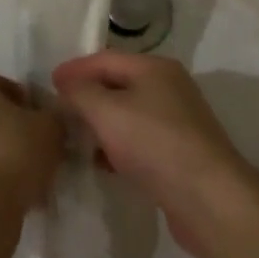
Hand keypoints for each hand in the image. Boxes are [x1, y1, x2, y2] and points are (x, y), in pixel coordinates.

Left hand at [0, 67, 63, 212]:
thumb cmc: (14, 151)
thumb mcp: (51, 126)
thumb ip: (56, 114)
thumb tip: (56, 116)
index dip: (18, 93)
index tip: (39, 113)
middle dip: (17, 128)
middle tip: (43, 144)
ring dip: (11, 156)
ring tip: (39, 174)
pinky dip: (2, 181)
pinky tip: (26, 196)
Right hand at [52, 51, 253, 257]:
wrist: (209, 199)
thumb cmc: (155, 143)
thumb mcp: (107, 111)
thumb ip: (80, 93)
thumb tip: (66, 85)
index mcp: (155, 68)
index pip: (106, 59)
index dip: (75, 69)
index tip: (49, 83)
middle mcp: (169, 88)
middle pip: (118, 85)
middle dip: (87, 96)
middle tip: (57, 110)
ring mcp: (177, 122)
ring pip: (128, 115)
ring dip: (100, 124)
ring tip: (72, 137)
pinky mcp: (179, 154)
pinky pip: (139, 141)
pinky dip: (117, 146)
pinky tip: (100, 162)